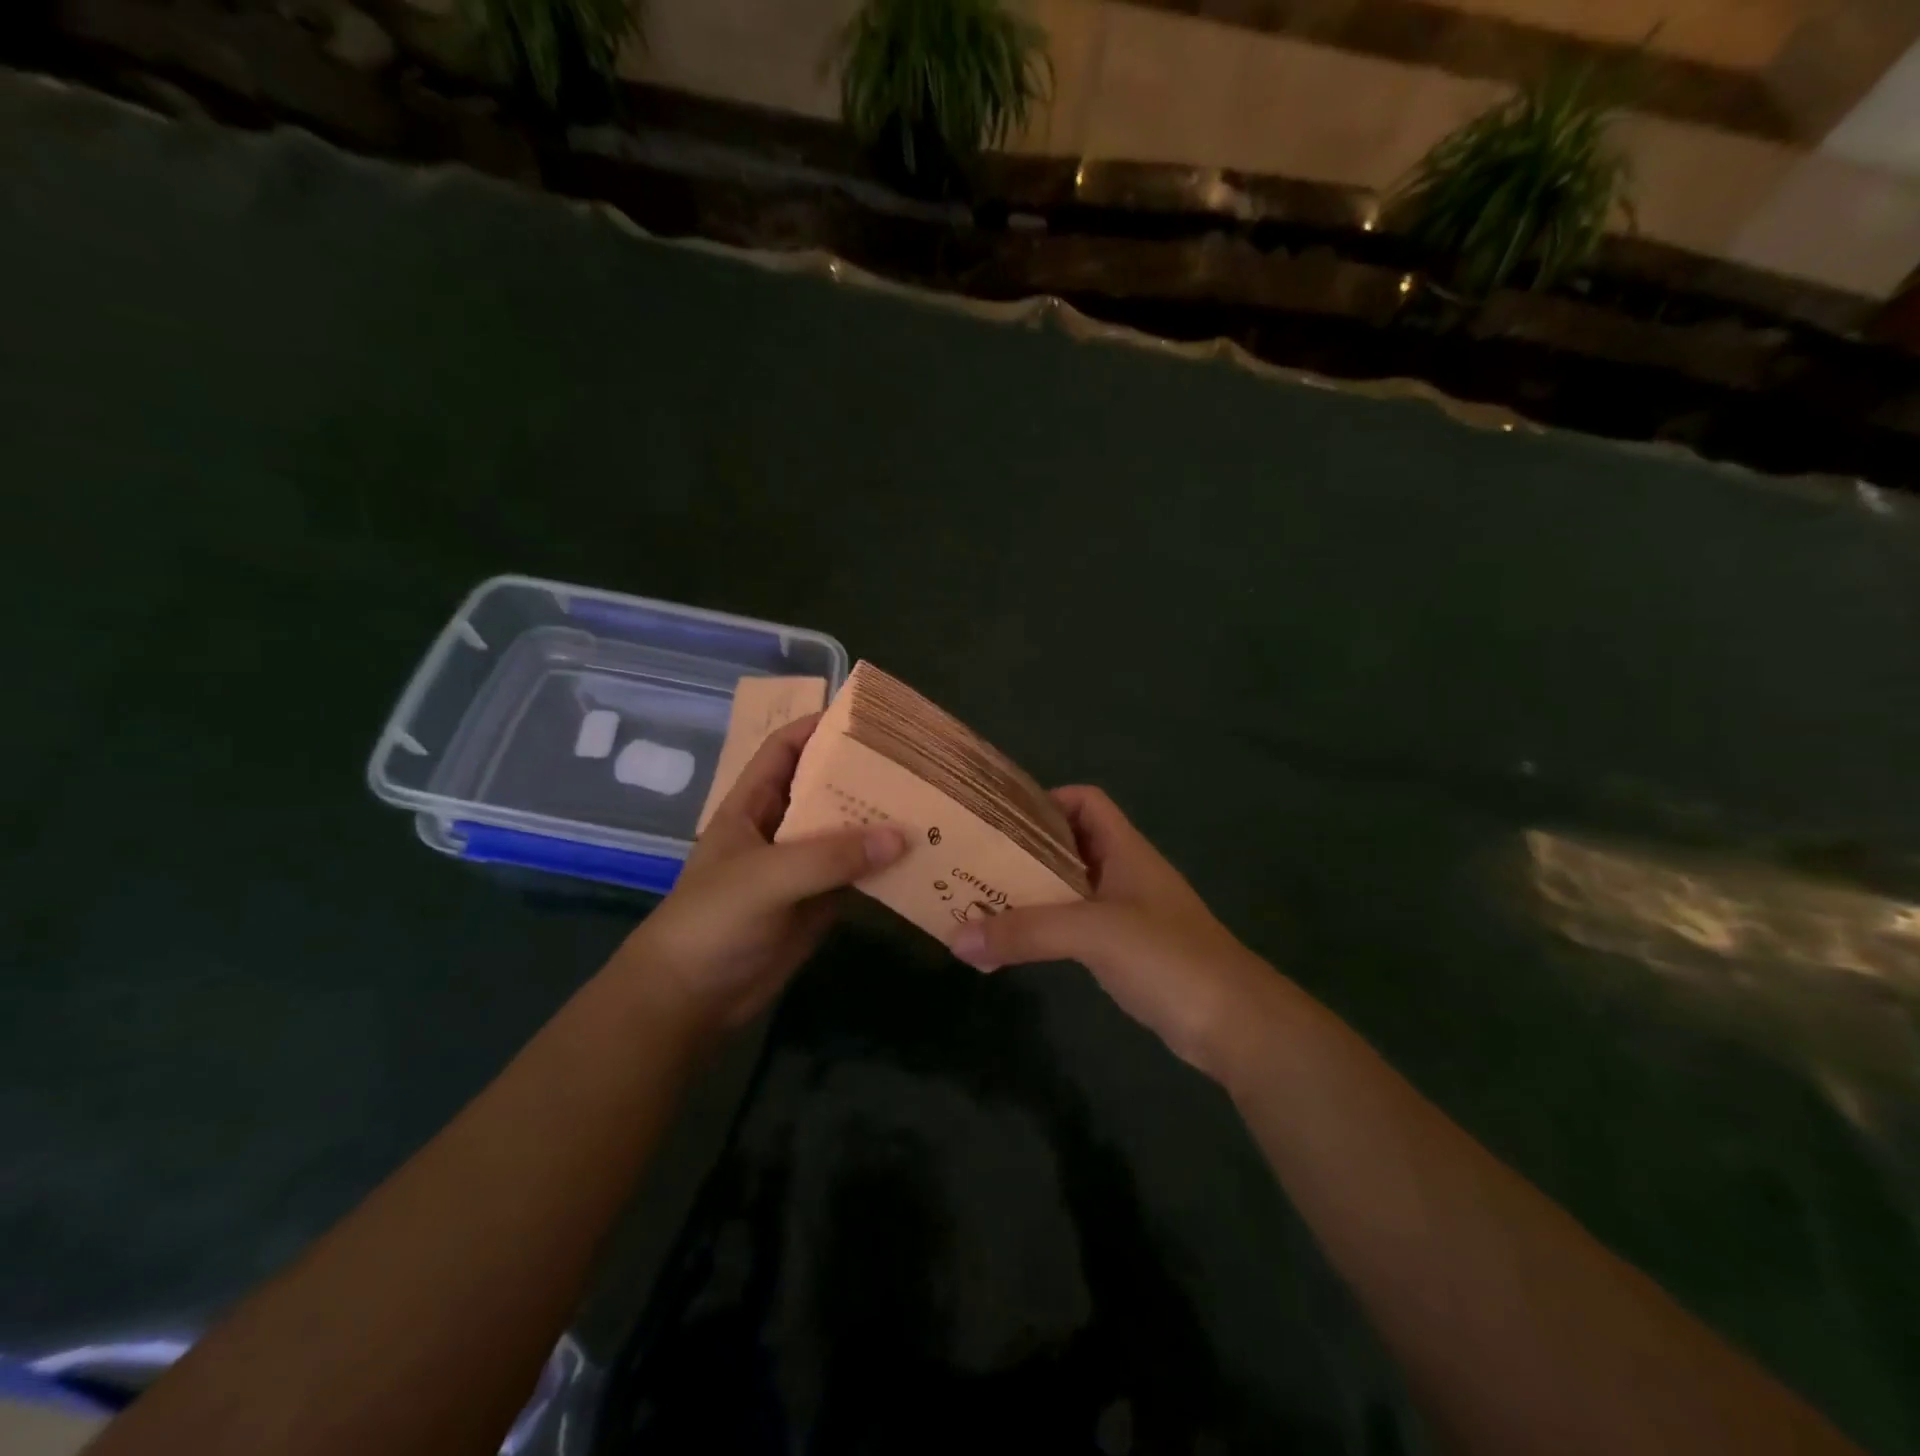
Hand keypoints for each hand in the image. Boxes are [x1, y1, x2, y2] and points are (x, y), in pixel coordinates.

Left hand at [616, 715, 905, 1035]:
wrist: (691, 1000)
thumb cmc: (712, 923)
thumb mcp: (764, 878)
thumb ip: (829, 856)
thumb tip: (901, 835)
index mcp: (752, 805)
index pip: (784, 749)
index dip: (818, 726)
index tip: (866, 717)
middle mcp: (779, 828)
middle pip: (825, 787)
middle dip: (864, 773)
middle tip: (916, 761)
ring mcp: (801, 867)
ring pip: (847, 831)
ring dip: (881, 820)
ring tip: (930, 803)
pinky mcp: (819, 902)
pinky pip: (858, 874)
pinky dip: (886, 865)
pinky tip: (921, 856)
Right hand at [949, 786, 1275, 1073]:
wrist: (1235, 1025)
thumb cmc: (1169, 958)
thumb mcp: (1094, 933)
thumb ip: (1027, 932)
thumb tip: (956, 939)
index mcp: (1126, 850)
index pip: (1085, 802)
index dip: (1046, 801)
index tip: (1001, 821)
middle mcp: (1125, 873)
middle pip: (1069, 845)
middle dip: (1024, 850)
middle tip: (975, 863)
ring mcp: (1128, 914)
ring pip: (1070, 888)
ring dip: (1031, 892)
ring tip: (982, 901)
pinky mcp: (1126, 953)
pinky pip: (1076, 927)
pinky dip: (1046, 929)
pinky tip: (1018, 944)